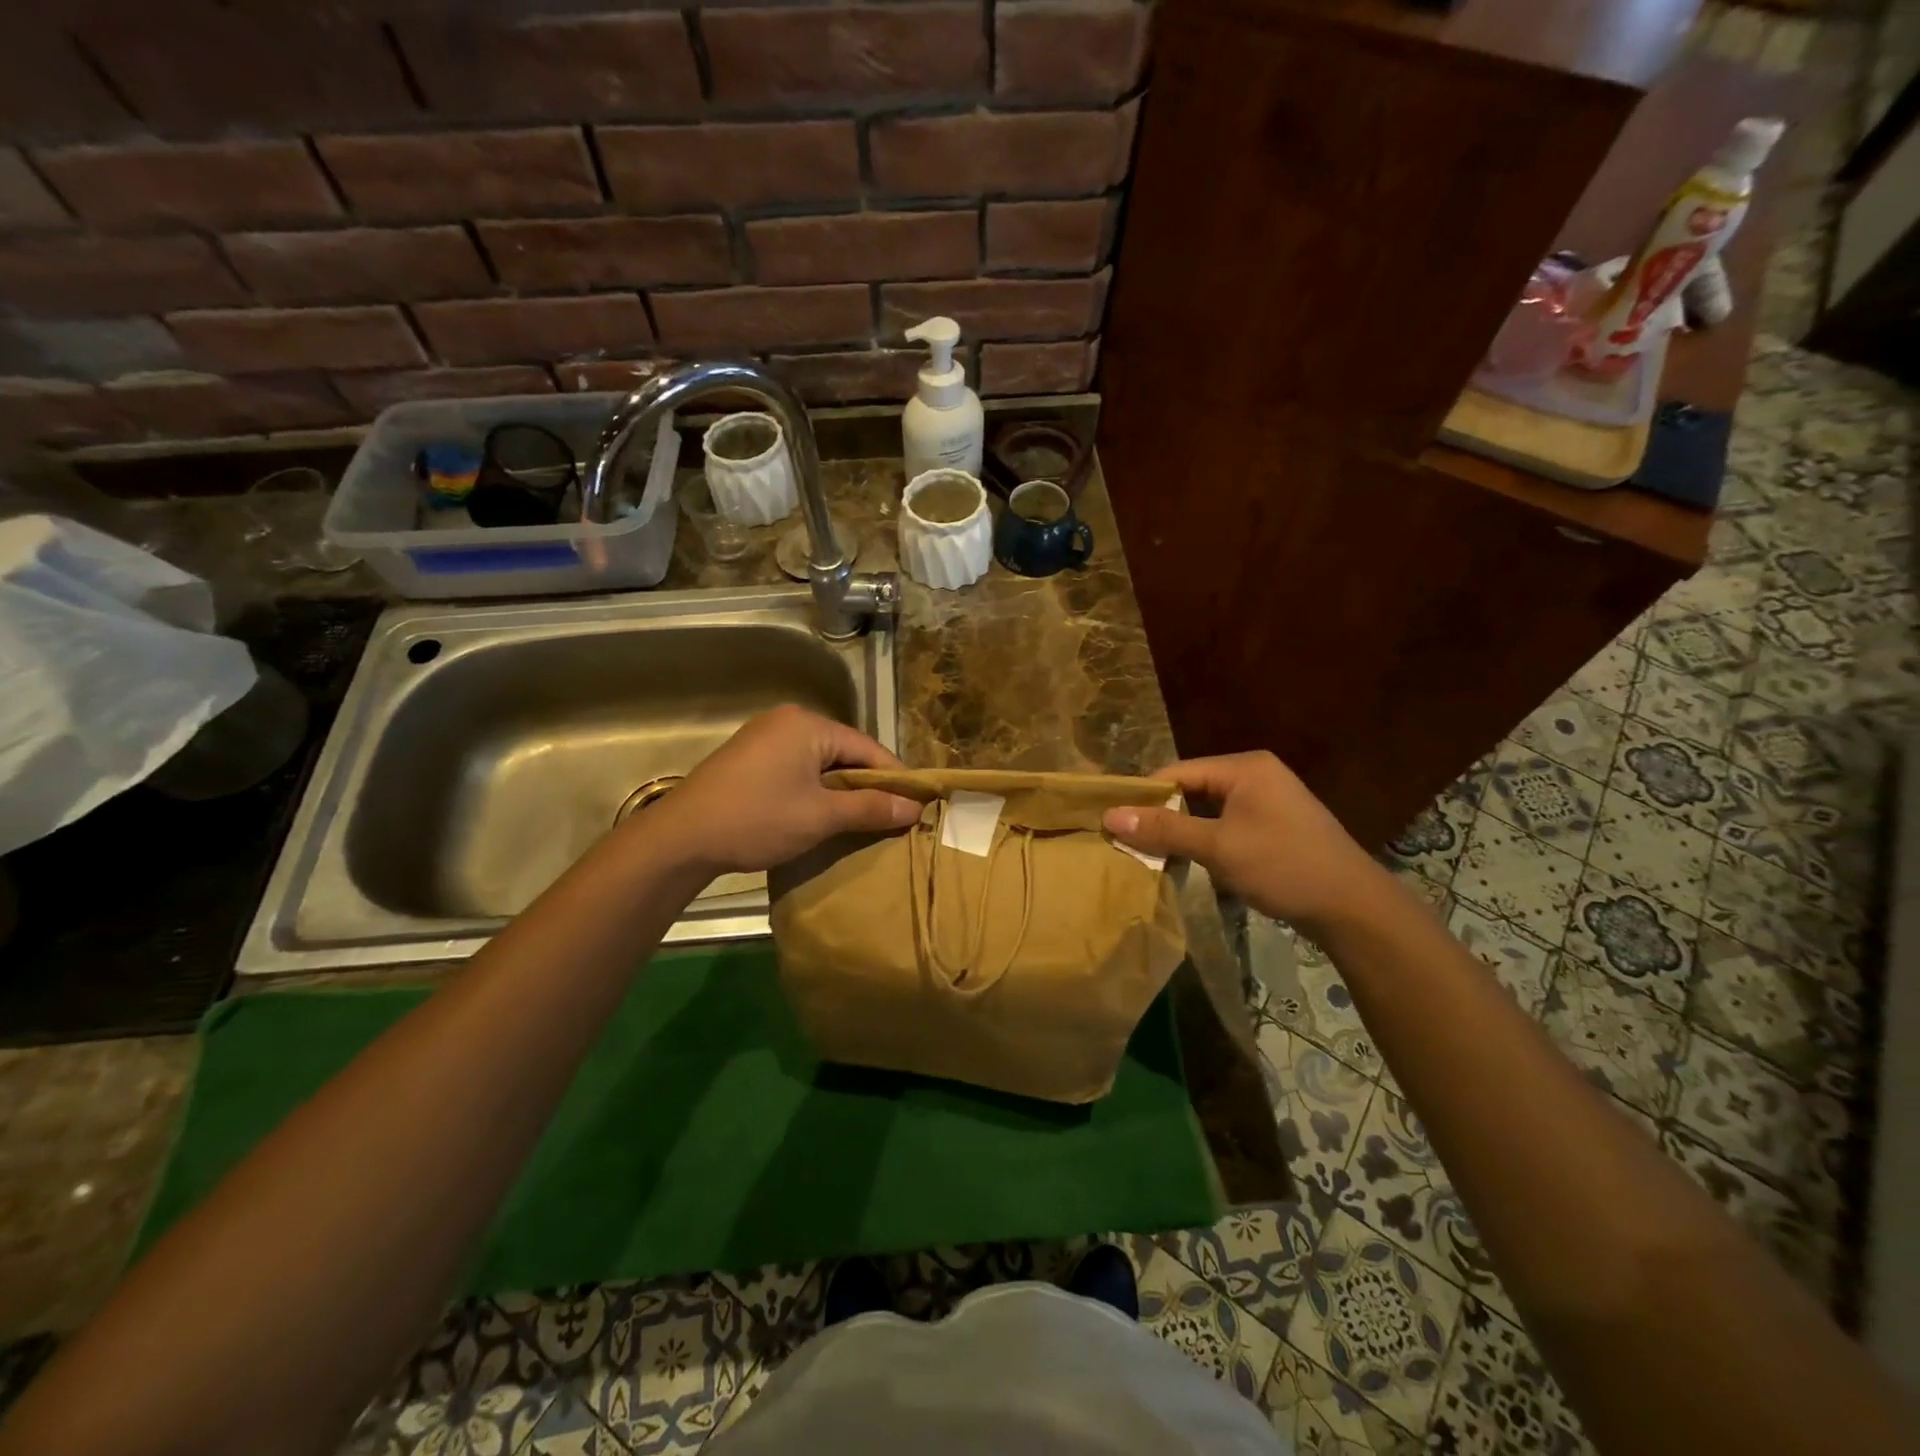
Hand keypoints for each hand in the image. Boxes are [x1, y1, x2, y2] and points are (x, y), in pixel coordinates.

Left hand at [646, 705, 919, 874]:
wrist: (680, 838)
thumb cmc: (757, 819)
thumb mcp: (821, 816)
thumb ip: (871, 808)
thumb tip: (916, 808)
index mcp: (808, 724)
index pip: (868, 748)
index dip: (895, 778)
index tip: (916, 806)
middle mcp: (788, 720)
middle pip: (844, 752)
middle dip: (867, 785)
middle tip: (890, 817)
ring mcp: (764, 737)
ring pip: (820, 763)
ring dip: (841, 790)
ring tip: (860, 821)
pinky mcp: (749, 758)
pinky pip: (797, 768)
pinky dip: (815, 790)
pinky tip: (821, 815)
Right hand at [1103, 752, 1389, 933]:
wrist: (1353, 907)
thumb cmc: (1283, 866)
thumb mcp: (1218, 847)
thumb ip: (1164, 829)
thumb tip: (1109, 816)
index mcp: (1245, 767)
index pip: (1177, 772)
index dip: (1144, 796)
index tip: (1115, 823)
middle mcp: (1256, 774)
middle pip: (1192, 788)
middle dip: (1162, 815)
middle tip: (1131, 842)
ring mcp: (1268, 801)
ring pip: (1208, 809)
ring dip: (1183, 831)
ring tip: (1153, 854)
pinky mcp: (1274, 826)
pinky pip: (1226, 824)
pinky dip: (1206, 840)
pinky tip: (1191, 861)